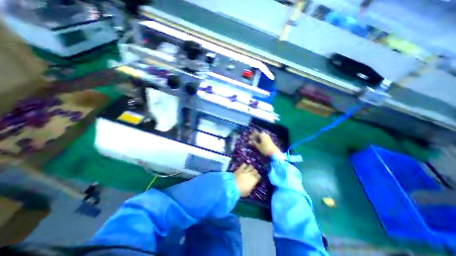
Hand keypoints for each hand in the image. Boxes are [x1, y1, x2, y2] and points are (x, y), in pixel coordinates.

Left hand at [235, 163, 259, 196]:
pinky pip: (244, 164)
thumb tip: (252, 184)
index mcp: (254, 180)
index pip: (259, 176)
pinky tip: (243, 167)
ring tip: (248, 169)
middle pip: (255, 170)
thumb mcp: (248, 191)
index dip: (257, 177)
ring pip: (250, 166)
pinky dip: (244, 165)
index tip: (256, 178)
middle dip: (254, 172)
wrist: (232, 186)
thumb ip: (251, 186)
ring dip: (250, 168)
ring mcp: (245, 170)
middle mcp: (251, 174)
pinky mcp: (240, 168)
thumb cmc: (241, 191)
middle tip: (252, 173)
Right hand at [249, 132, 281, 155]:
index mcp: (262, 135)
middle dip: (254, 137)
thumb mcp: (258, 146)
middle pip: (258, 134)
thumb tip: (249, 141)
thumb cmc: (265, 149)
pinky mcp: (270, 140)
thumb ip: (253, 143)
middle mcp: (265, 134)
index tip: (248, 138)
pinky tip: (259, 143)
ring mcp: (268, 137)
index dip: (251, 136)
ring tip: (254, 142)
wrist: (274, 153)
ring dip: (257, 139)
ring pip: (261, 136)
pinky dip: (260, 140)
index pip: (255, 133)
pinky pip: (263, 138)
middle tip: (251, 140)